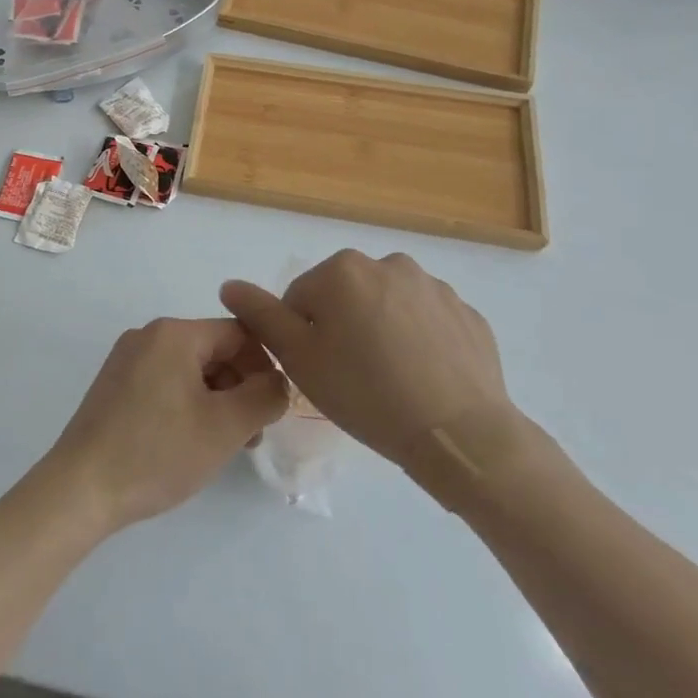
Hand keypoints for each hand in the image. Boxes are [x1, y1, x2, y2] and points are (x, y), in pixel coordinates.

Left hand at [42, 318, 289, 534]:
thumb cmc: (157, 452)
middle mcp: (148, 335)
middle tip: (249, 436)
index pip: (239, 334)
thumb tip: (278, 381)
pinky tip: (189, 442)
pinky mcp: (115, 384)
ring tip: (222, 446)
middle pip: (214, 350)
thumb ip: (264, 396)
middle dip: (240, 388)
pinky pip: (166, 382)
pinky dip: (188, 405)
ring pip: (191, 369)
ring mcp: (127, 359)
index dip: (265, 368)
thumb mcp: (225, 427)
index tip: (271, 410)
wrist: (81, 487)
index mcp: (173, 333)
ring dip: (216, 400)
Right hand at [219, 251, 516, 484]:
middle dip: (341, 328)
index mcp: (342, 270)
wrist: (459, 434)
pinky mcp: (467, 313)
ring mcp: (433, 286)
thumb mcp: (298, 358)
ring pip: (386, 306)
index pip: (300, 298)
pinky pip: (426, 322)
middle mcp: (388, 263)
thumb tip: (229, 285)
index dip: (302, 337)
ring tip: (390, 379)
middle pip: (344, 296)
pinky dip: (418, 341)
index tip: (320, 370)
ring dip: (380, 330)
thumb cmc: (365, 392)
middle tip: (352, 376)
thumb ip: (260, 315)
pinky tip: (422, 377)